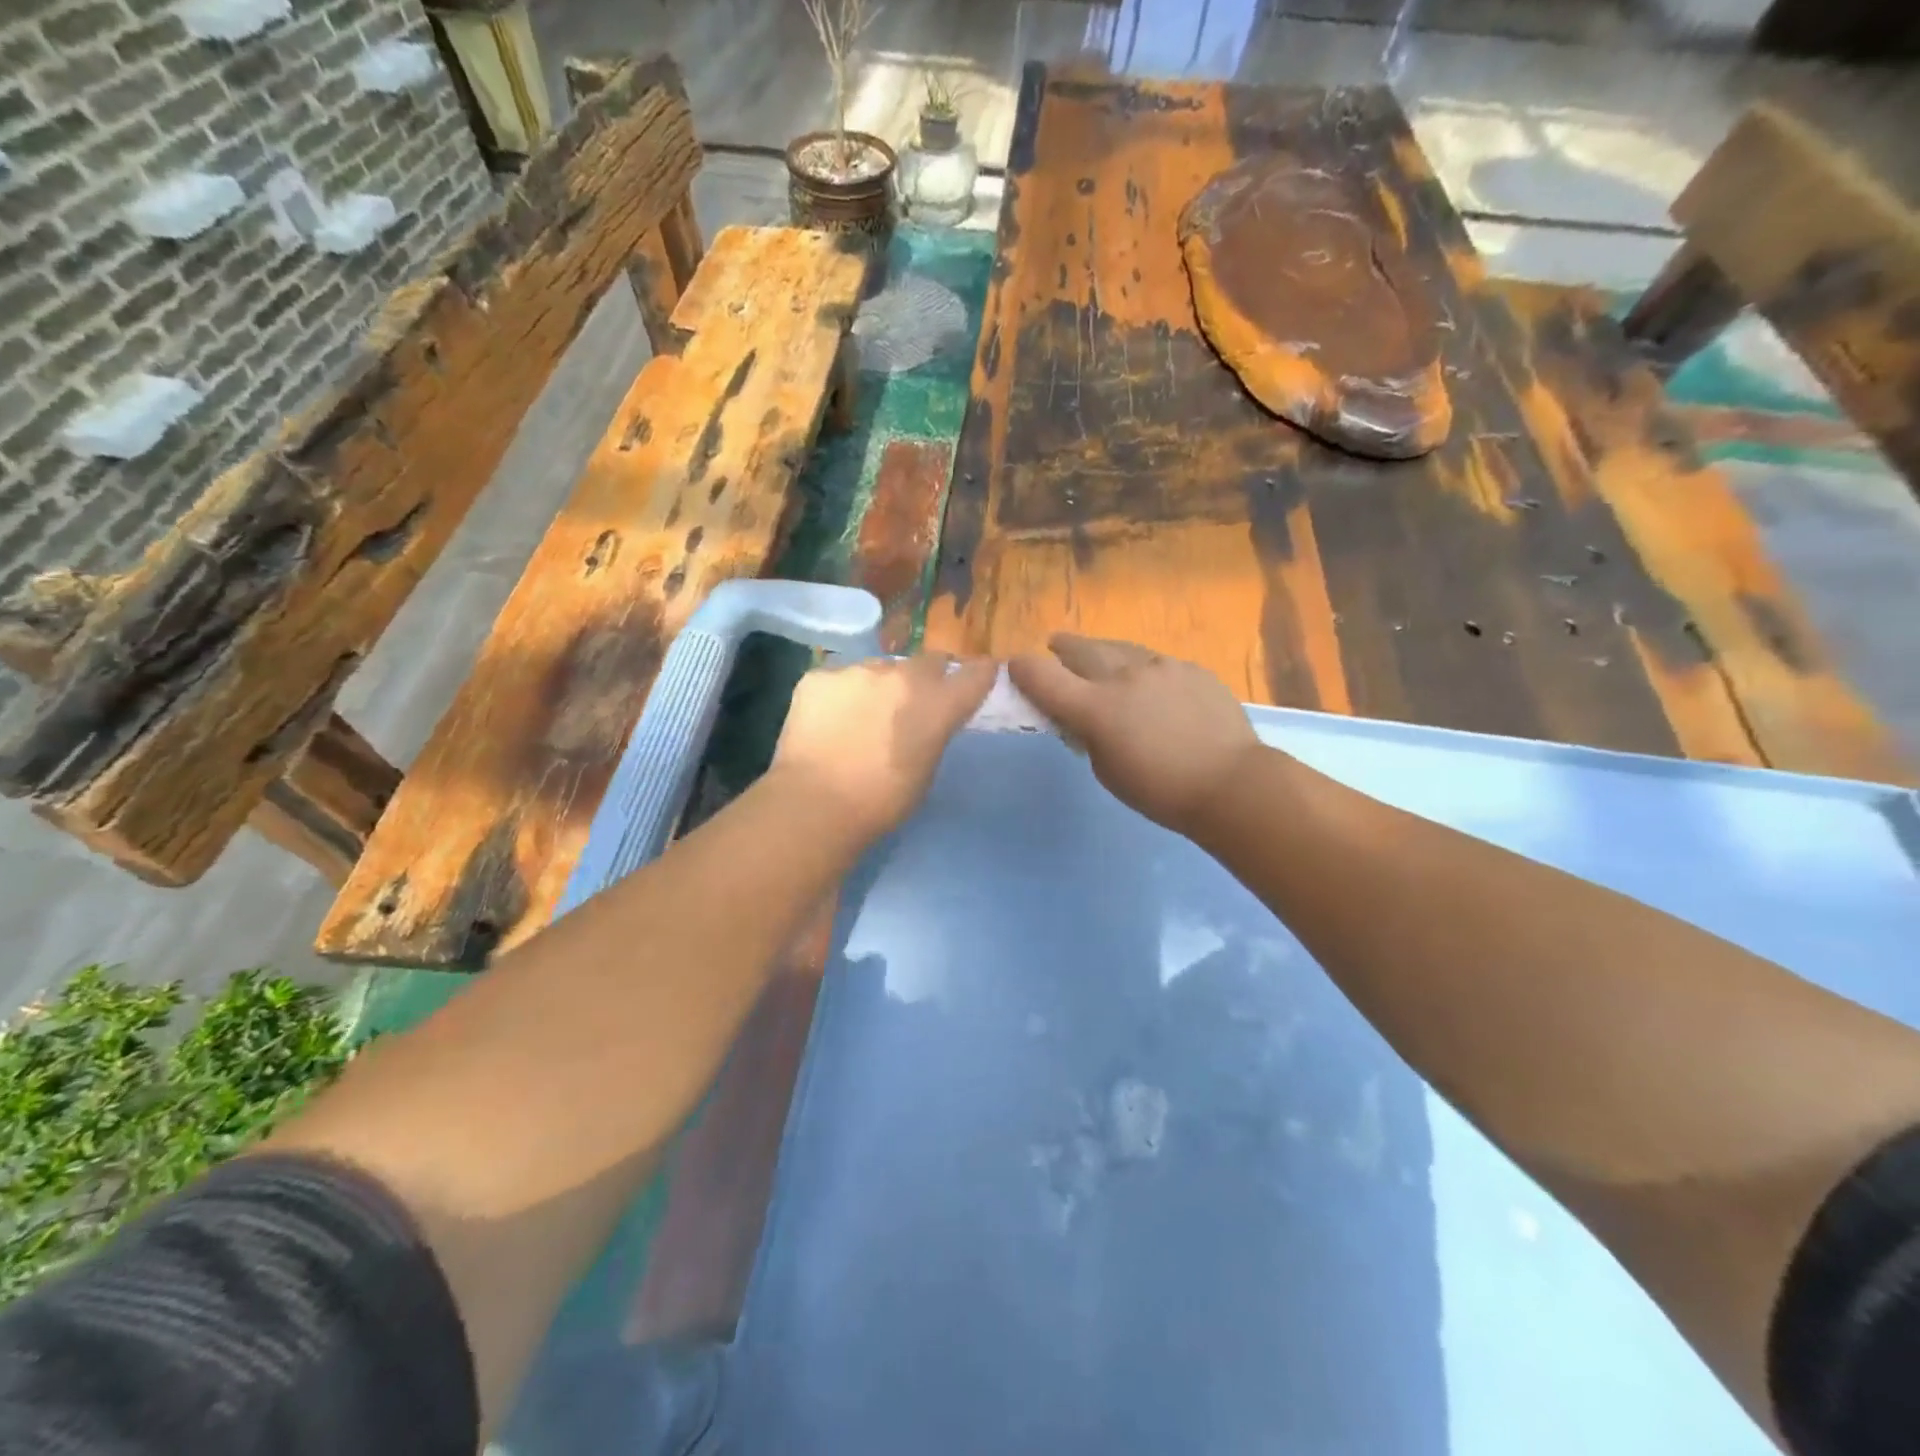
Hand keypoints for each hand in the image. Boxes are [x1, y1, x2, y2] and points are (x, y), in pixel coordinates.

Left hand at [769, 653, 996, 840]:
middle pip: (928, 661)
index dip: (979, 674)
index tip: (979, 676)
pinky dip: (839, 696)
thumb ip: (933, 732)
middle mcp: (903, 675)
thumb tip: (926, 720)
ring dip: (879, 686)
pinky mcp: (819, 676)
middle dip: (927, 678)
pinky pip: (838, 679)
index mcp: (939, 703)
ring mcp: (858, 670)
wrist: (816, 803)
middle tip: (912, 704)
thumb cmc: (882, 801)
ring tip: (861, 717)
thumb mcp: (926, 769)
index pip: (976, 673)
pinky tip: (827, 722)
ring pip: (879, 669)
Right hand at [1009, 636, 1260, 835]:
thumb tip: (1083, 718)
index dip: (1023, 670)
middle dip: (1063, 648)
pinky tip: (1146, 681)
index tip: (1015, 667)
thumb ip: (1087, 736)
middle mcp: (1124, 676)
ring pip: (1120, 649)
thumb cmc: (1160, 791)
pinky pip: (1155, 661)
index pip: (1044, 677)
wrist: (1232, 783)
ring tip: (1097, 655)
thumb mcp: (1106, 770)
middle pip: (1081, 650)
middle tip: (1055, 646)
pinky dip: (1140, 667)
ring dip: (1102, 652)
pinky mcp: (1191, 669)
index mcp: (1096, 707)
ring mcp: (1162, 667)